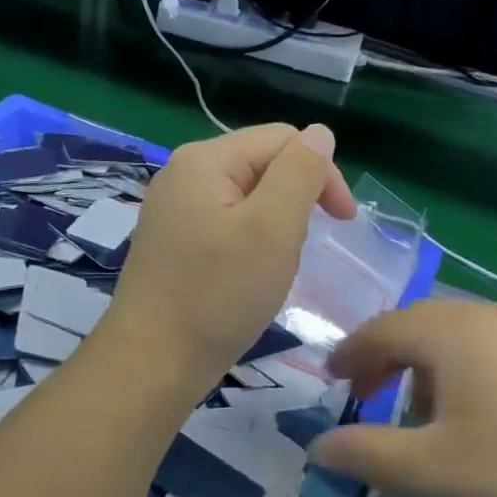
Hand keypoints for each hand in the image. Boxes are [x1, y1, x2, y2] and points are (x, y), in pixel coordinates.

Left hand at [105, 123, 356, 392]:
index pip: (282, 140)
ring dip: (274, 227)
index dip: (321, 173)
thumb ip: (300, 173)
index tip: (344, 223)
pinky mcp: (171, 245)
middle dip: (295, 201)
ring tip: (273, 269)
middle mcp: (182, 175)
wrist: (152, 363)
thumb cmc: (218, 295)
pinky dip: (249, 246)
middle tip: (300, 251)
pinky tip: (247, 278)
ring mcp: (172, 212)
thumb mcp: (272, 228)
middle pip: (261, 166)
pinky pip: (225, 228)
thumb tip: (320, 133)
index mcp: (205, 160)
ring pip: (246, 201)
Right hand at [307, 300, 496, 496]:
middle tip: (366, 394)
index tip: (330, 380)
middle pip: (423, 324)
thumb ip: (363, 454)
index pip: (384, 328)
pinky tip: (478, 412)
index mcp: (456, 331)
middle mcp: (496, 317)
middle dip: (387, 356)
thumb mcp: (428, 471)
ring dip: (428, 363)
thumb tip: (318, 446)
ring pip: (462, 333)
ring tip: (420, 410)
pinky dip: (468, 368)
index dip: (350, 353)